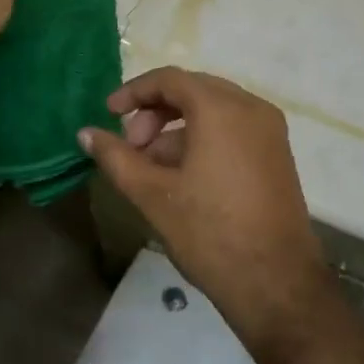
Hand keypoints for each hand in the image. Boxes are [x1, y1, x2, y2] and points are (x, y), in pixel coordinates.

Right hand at [80, 68, 328, 345]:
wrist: (277, 284)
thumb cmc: (210, 233)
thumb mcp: (153, 195)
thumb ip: (116, 158)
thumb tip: (86, 134)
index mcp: (221, 109)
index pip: (170, 79)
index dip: (134, 92)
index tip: (109, 114)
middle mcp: (251, 107)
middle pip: (193, 90)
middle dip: (155, 112)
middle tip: (131, 146)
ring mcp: (269, 130)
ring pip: (213, 110)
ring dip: (177, 128)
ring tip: (151, 167)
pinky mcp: (277, 153)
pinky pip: (233, 128)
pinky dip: (203, 138)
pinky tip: (182, 176)